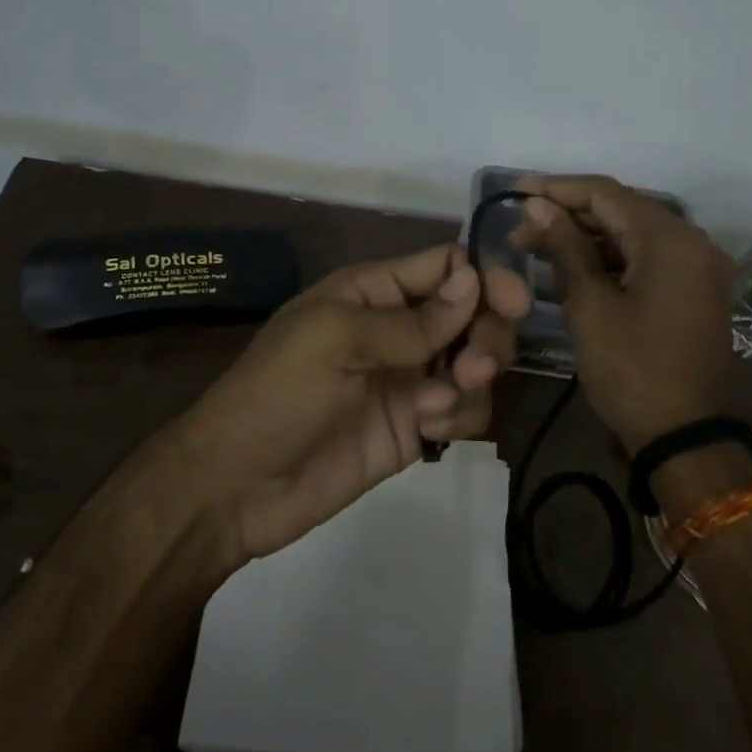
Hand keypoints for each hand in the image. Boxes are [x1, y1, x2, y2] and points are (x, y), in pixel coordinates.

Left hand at [175, 244, 528, 564]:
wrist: (238, 485)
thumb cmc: (278, 393)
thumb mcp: (335, 339)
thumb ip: (410, 319)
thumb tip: (474, 280)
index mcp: (373, 291)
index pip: (445, 265)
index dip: (484, 276)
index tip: (513, 303)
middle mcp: (398, 329)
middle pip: (473, 313)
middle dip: (487, 334)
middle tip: (478, 365)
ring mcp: (409, 379)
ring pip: (476, 362)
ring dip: (475, 378)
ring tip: (439, 404)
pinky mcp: (416, 428)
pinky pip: (464, 410)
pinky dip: (460, 416)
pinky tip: (429, 432)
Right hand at [511, 174, 739, 453]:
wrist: (682, 436)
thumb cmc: (630, 370)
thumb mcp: (589, 305)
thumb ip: (565, 247)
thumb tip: (537, 206)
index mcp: (670, 240)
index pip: (606, 194)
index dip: (556, 188)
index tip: (515, 190)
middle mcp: (693, 242)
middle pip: (622, 209)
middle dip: (569, 213)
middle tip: (521, 226)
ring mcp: (699, 267)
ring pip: (634, 233)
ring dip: (588, 236)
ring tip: (538, 244)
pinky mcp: (695, 289)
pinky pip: (648, 257)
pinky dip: (612, 257)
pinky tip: (574, 265)